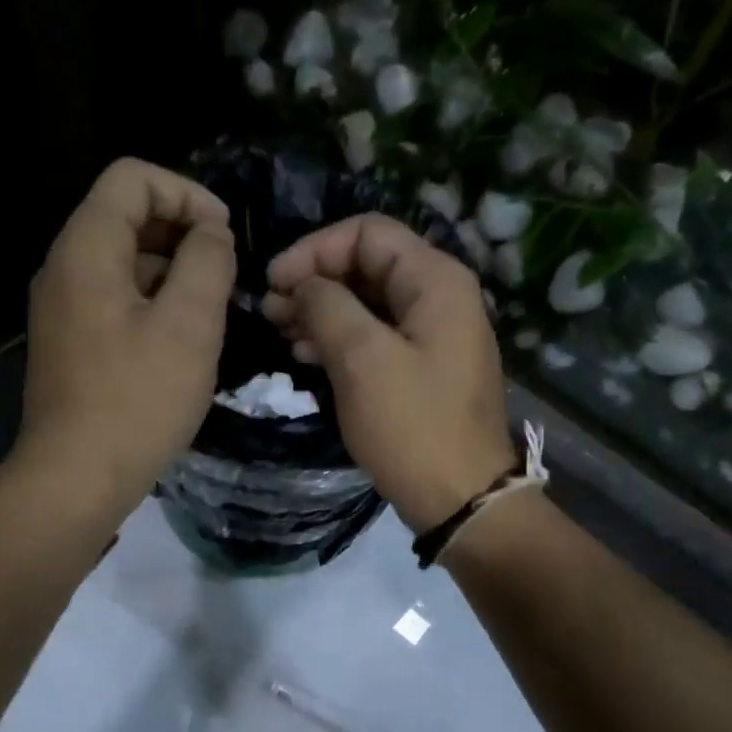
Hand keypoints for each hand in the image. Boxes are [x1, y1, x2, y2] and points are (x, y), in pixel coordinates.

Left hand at [18, 158, 236, 515]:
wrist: (75, 478)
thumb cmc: (137, 400)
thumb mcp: (188, 325)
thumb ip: (207, 262)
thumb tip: (211, 234)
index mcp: (86, 249)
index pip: (132, 178)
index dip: (187, 193)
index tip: (225, 237)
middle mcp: (64, 269)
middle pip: (126, 217)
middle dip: (183, 235)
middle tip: (225, 278)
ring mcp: (62, 311)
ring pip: (124, 265)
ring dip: (172, 275)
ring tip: (210, 315)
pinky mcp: (70, 346)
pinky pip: (115, 303)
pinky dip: (152, 307)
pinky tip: (181, 347)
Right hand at [264, 214, 511, 534]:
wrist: (460, 498)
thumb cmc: (412, 425)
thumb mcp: (362, 359)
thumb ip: (327, 306)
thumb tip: (303, 286)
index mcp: (435, 279)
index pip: (367, 233)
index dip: (314, 249)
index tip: (274, 282)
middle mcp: (440, 297)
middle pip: (367, 266)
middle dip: (315, 282)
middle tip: (270, 312)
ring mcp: (434, 336)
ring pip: (369, 304)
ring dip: (322, 313)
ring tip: (281, 334)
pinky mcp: (423, 370)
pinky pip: (377, 338)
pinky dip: (341, 340)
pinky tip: (307, 357)